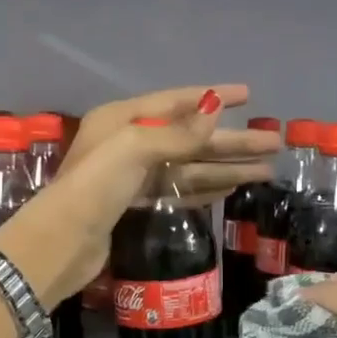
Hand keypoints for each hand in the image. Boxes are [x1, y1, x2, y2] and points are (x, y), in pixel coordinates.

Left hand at [0, 85, 278, 307]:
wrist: (63, 242)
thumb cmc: (96, 185)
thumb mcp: (136, 148)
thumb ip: (179, 132)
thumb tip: (215, 107)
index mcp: (122, 119)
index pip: (176, 101)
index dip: (213, 97)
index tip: (249, 95)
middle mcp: (128, 143)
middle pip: (190, 137)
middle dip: (231, 140)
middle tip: (274, 142)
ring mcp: (132, 176)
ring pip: (188, 167)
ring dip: (225, 167)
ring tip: (265, 170)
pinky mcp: (135, 205)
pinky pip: (178, 190)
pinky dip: (205, 189)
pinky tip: (231, 188)